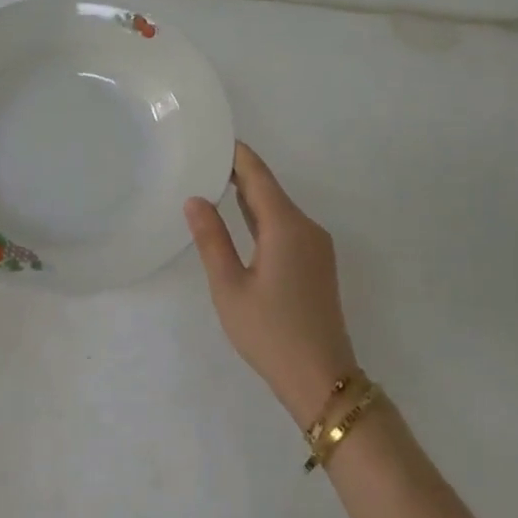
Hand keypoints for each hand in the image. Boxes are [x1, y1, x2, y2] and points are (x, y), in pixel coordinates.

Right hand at [185, 143, 358, 424]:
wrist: (321, 378)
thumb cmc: (269, 332)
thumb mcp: (229, 286)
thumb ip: (212, 239)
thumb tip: (195, 199)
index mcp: (287, 227)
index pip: (259, 176)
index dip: (237, 155)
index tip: (212, 138)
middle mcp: (307, 228)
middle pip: (271, 189)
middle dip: (239, 173)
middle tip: (202, 159)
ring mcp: (317, 247)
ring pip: (280, 209)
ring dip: (250, 196)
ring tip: (214, 183)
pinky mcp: (318, 264)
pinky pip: (287, 227)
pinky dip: (262, 217)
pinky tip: (241, 221)